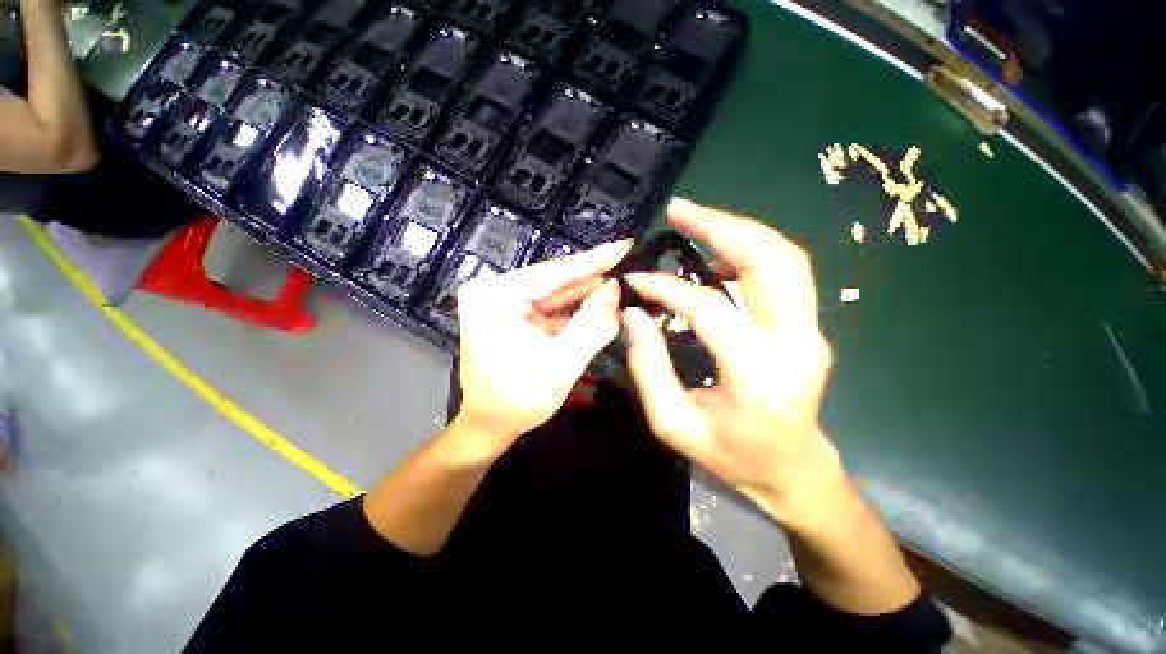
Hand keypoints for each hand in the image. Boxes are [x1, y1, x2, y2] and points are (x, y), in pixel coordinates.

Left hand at [452, 240, 630, 453]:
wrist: (490, 427)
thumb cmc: (519, 400)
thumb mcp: (562, 363)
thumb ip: (592, 324)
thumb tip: (615, 290)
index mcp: (495, 297)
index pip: (553, 273)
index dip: (593, 261)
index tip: (624, 245)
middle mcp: (494, 291)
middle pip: (554, 281)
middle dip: (592, 278)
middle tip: (628, 265)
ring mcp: (503, 303)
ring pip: (555, 294)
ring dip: (586, 293)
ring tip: (620, 284)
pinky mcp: (513, 315)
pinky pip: (550, 307)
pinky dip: (575, 309)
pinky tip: (600, 303)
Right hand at [622, 199, 844, 524]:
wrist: (794, 468)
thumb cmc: (732, 455)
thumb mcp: (673, 423)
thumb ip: (648, 366)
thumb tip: (633, 313)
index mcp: (758, 376)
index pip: (709, 308)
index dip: (667, 288)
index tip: (636, 279)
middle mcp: (796, 344)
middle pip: (769, 261)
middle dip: (720, 226)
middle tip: (679, 210)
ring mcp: (812, 331)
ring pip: (786, 257)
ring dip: (739, 230)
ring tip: (697, 219)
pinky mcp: (810, 326)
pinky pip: (786, 272)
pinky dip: (752, 250)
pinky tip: (720, 250)